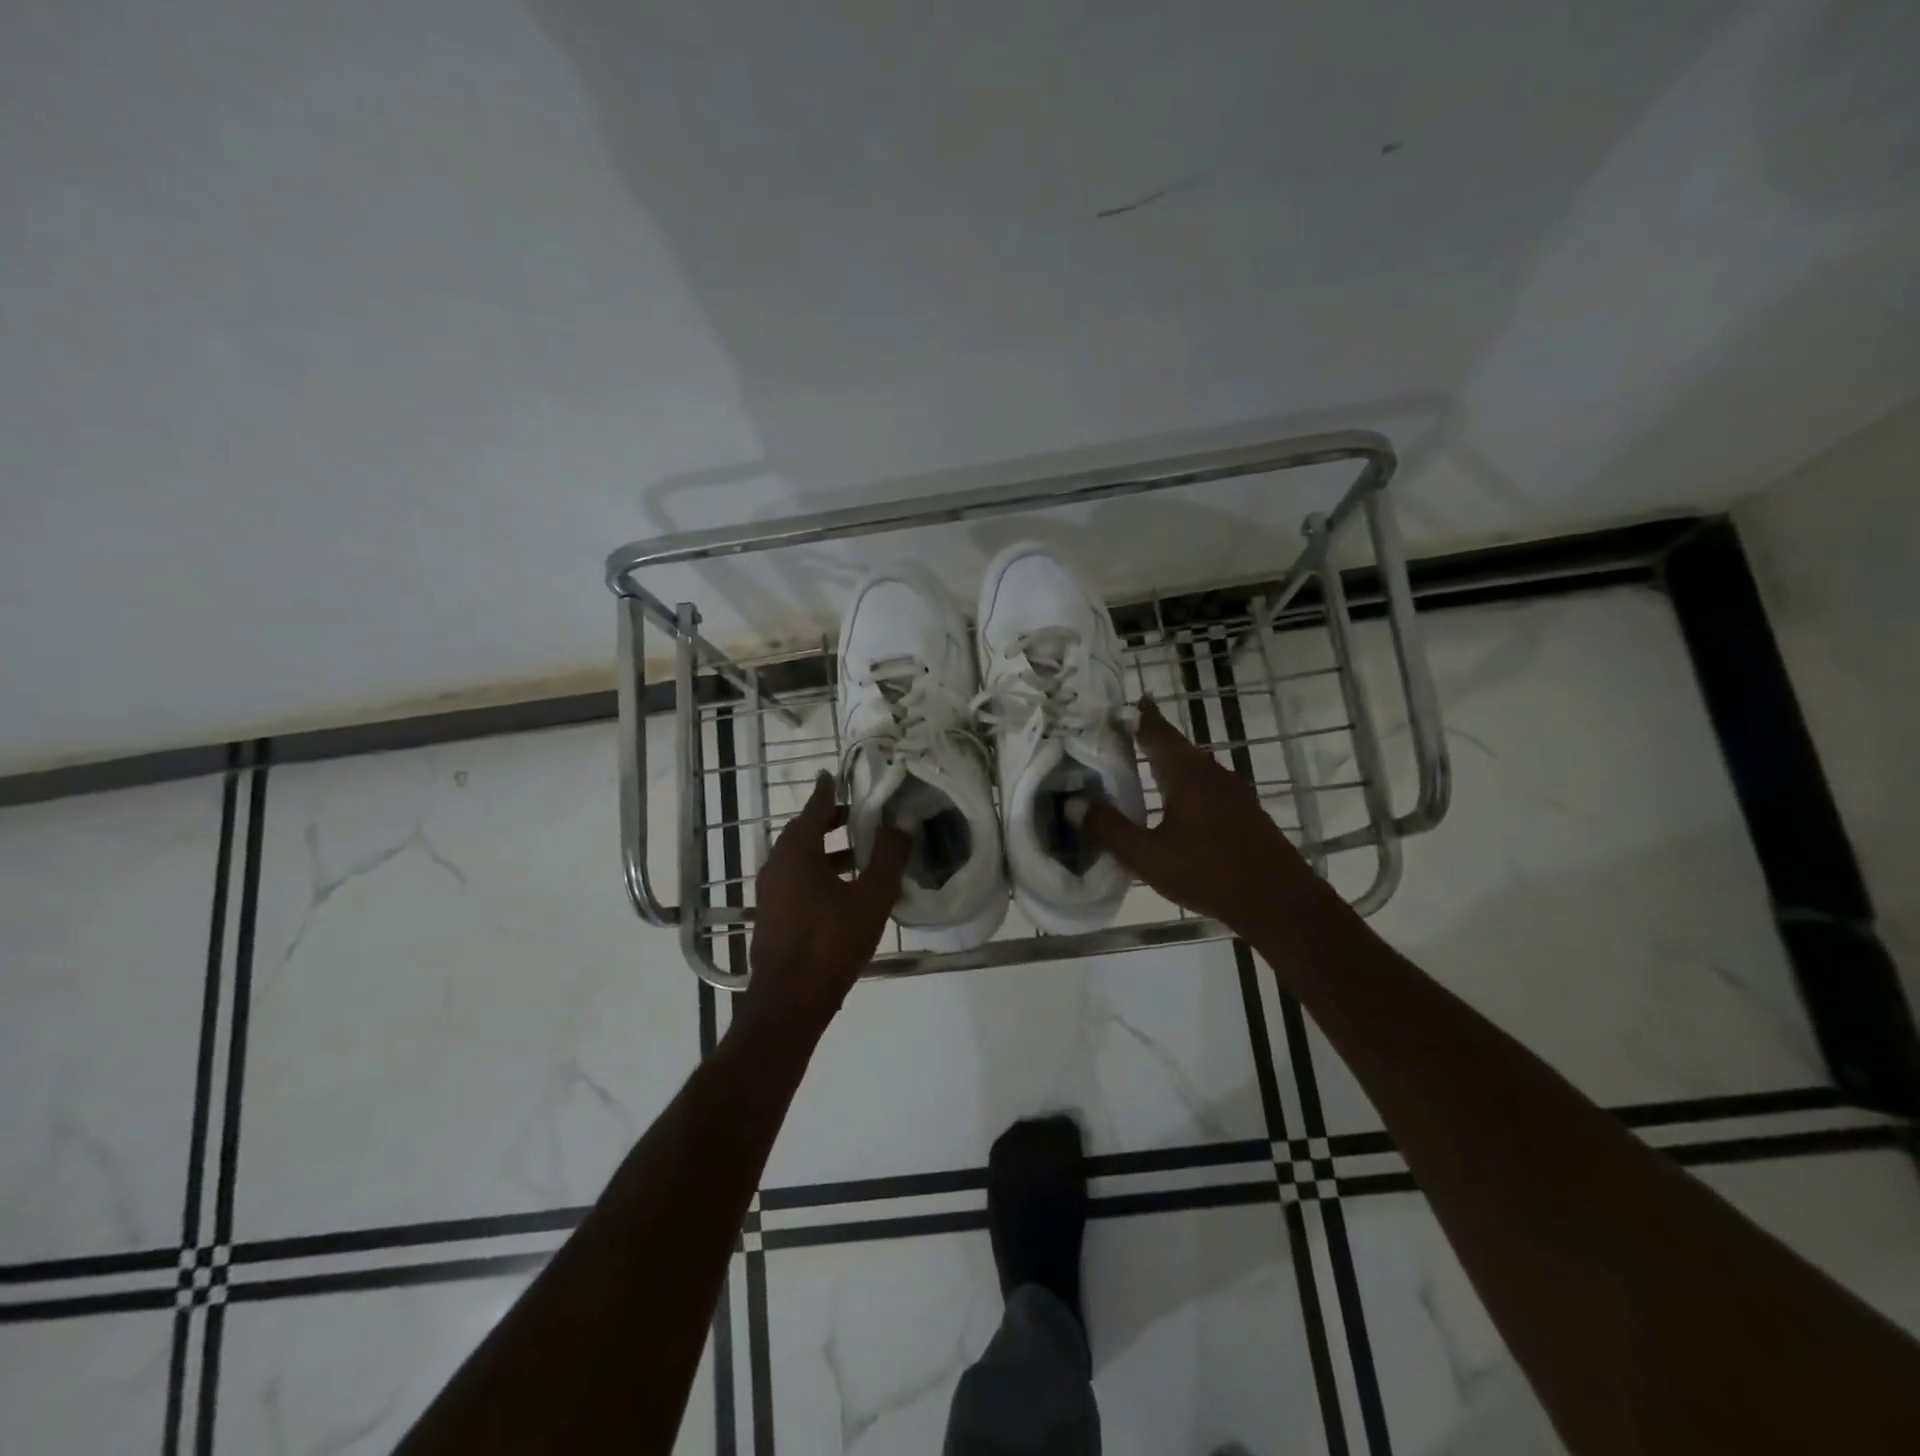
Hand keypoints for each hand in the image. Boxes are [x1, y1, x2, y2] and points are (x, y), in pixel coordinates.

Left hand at [740, 773, 908, 1036]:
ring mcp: (771, 893)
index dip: (826, 792)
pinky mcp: (773, 916)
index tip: (833, 775)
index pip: (813, 809)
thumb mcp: (871, 898)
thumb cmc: (830, 943)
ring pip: (800, 859)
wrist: (788, 1003)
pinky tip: (844, 890)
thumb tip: (902, 823)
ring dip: (828, 850)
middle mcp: (777, 867)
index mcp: (796, 853)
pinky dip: (819, 872)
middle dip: (830, 821)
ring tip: (860, 853)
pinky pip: (797, 880)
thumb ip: (889, 857)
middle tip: (858, 814)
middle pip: (803, 833)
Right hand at [1080, 699, 1320, 934]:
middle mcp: (1210, 772)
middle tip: (1113, 736)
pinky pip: (1203, 783)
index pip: (1155, 730)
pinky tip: (1170, 802)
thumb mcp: (1148, 856)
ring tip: (1135, 765)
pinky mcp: (1242, 810)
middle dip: (1144, 737)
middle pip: (1173, 745)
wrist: (1280, 902)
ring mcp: (1231, 790)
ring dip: (1163, 761)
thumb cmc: (1209, 874)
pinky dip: (1180, 782)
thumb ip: (1109, 829)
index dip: (1133, 715)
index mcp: (1186, 774)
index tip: (1111, 704)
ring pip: (1190, 765)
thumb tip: (1073, 803)